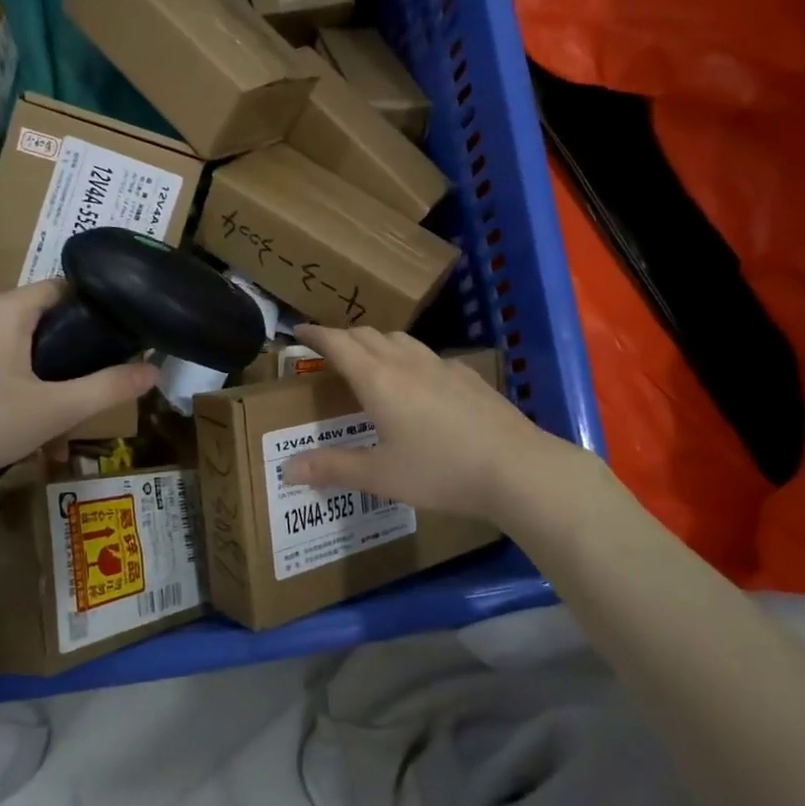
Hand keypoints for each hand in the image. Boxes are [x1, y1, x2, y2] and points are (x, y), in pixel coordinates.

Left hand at [0, 281, 157, 502]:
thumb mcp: (51, 411)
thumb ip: (107, 388)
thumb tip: (155, 369)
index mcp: (5, 309)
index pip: (65, 287)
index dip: (99, 309)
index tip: (125, 338)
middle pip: (41, 316)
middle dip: (72, 347)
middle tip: (97, 382)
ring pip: (15, 342)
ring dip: (43, 368)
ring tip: (63, 406)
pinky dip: (13, 378)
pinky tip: (18, 417)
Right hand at [281, 325, 593, 523]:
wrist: (517, 469)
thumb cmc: (440, 471)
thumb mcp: (380, 476)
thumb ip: (333, 468)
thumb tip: (287, 468)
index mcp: (378, 380)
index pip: (339, 343)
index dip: (316, 334)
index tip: (298, 330)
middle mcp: (407, 363)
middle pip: (368, 335)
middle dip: (343, 336)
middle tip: (328, 349)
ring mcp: (442, 366)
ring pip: (401, 339)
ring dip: (376, 341)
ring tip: (369, 359)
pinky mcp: (468, 377)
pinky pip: (428, 356)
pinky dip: (409, 357)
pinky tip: (419, 382)